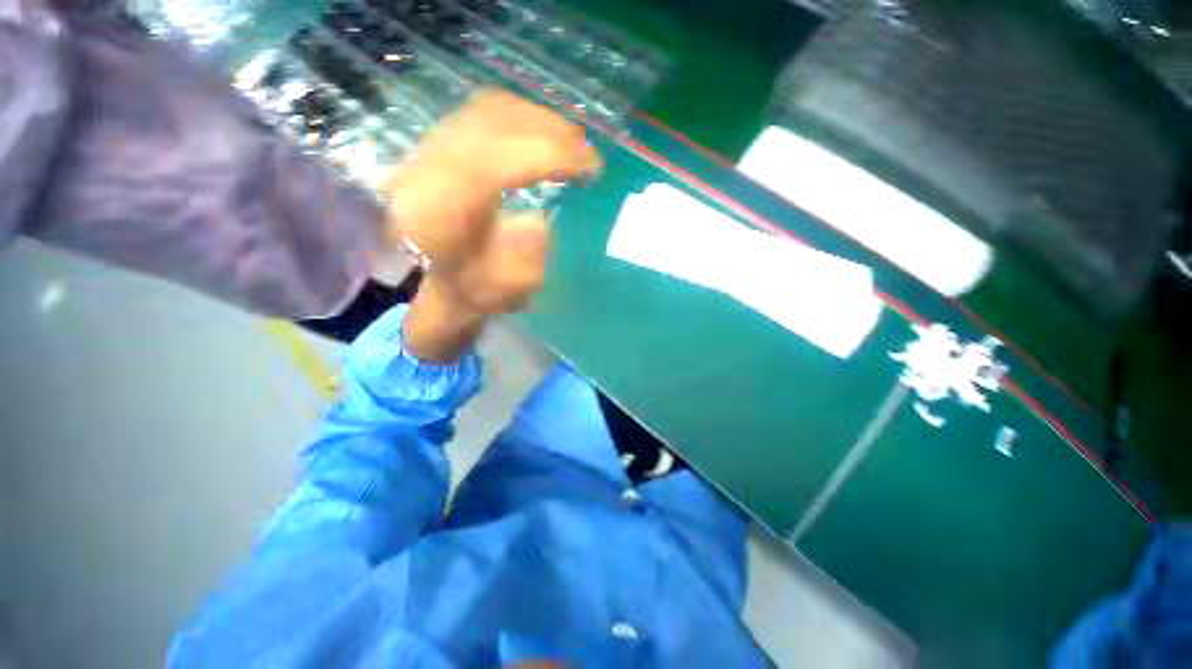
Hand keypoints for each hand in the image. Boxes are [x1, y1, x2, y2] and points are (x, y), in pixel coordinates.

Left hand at [390, 89, 600, 360]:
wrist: (404, 272)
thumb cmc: (452, 286)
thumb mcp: (492, 293)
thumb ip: (520, 268)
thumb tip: (539, 225)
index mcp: (448, 202)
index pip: (503, 158)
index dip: (555, 155)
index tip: (593, 169)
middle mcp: (437, 162)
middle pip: (500, 121)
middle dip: (553, 132)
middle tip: (587, 154)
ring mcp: (433, 146)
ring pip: (492, 110)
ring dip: (538, 121)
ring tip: (570, 142)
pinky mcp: (438, 142)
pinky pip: (483, 113)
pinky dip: (519, 118)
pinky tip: (538, 135)